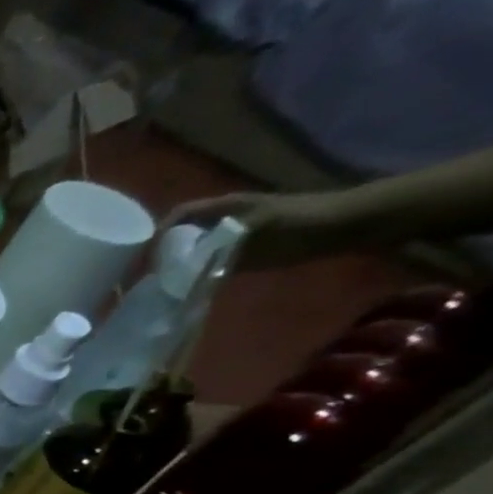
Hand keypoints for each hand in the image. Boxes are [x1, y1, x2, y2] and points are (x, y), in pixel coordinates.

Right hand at [162, 189, 348, 270]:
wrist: (348, 225)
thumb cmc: (301, 223)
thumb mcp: (254, 231)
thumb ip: (214, 248)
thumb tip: (177, 271)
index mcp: (224, 207)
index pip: (177, 217)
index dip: (157, 236)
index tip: (144, 261)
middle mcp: (224, 217)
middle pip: (182, 234)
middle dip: (162, 254)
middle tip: (148, 278)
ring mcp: (236, 233)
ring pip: (195, 248)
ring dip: (179, 265)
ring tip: (164, 285)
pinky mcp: (247, 248)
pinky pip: (211, 259)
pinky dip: (198, 272)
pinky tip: (193, 286)